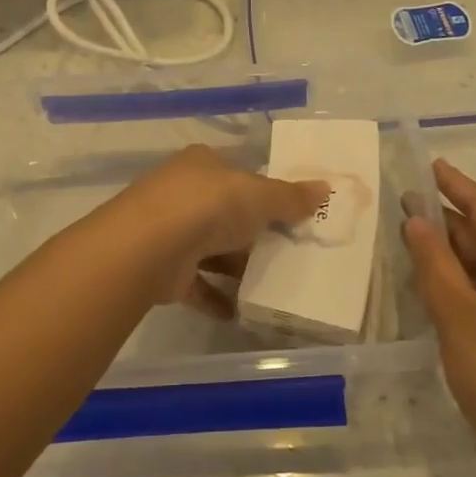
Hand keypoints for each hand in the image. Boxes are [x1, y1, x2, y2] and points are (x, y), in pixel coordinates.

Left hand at [117, 145, 328, 317]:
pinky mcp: (163, 269)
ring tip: (270, 284)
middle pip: (224, 213)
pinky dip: (215, 297)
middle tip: (286, 252)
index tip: (288, 213)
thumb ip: (291, 197)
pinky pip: (196, 284)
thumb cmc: (209, 206)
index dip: (262, 191)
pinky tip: (239, 311)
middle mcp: (181, 193)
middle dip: (251, 233)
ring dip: (234, 267)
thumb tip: (326, 189)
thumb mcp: (259, 195)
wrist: (149, 247)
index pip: (236, 173)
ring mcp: (168, 231)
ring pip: (209, 249)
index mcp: (202, 164)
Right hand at [402, 159, 475, 476]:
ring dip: (448, 248)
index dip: (456, 185)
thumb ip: (435, 262)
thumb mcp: (458, 312)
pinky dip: (454, 278)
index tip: (429, 165)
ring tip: (408, 236)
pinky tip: (430, 284)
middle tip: (402, 202)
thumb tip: (417, 220)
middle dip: (446, 216)